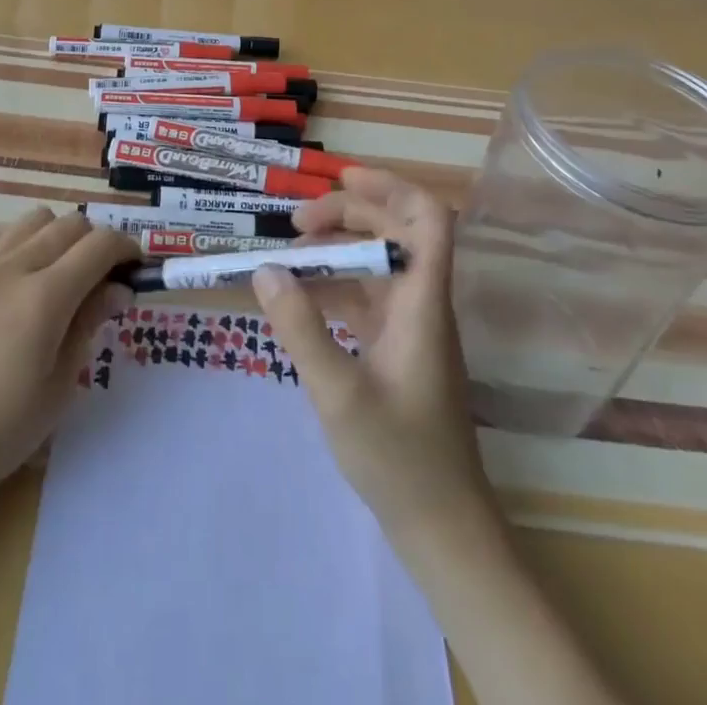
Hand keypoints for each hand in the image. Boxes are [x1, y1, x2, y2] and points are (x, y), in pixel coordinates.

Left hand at [0, 208, 136, 519]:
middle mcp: (13, 267)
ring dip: (59, 236)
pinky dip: (22, 242)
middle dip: (97, 243)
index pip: (99, 246)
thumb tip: (118, 289)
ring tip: (61, 276)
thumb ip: (89, 325)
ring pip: (34, 219)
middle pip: (70, 225)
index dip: (126, 250)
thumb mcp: (58, 387)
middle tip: (103, 281)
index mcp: (44, 297)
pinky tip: (21, 279)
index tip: (136, 270)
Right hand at [250, 169, 487, 535]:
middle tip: (294, 224)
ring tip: (286, 258)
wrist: (442, 528)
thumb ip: (300, 328)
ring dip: (335, 250)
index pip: (430, 220)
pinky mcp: (397, 347)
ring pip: (376, 263)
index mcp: (423, 303)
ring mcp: (410, 325)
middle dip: (346, 214)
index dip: (392, 186)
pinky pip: (365, 296)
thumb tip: (264, 269)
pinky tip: (299, 298)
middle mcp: (421, 302)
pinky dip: (333, 286)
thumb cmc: (400, 459)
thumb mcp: (338, 394)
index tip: (342, 177)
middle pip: (395, 231)